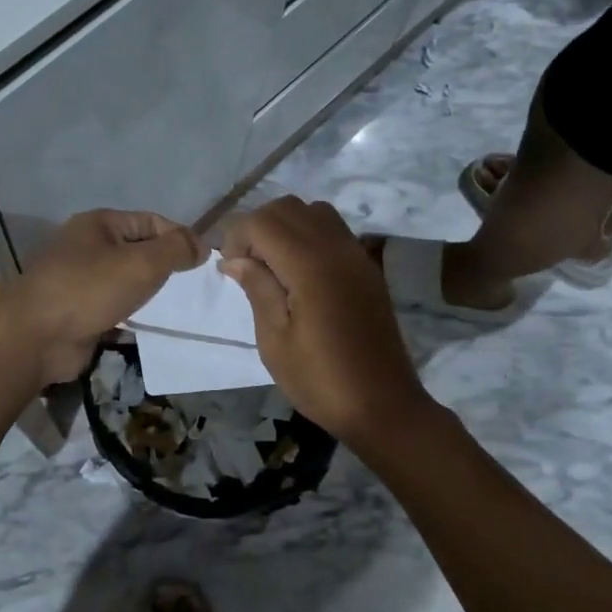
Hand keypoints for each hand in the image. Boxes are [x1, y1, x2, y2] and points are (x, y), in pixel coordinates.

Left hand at [11, 210, 207, 383]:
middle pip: (137, 251)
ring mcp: (79, 282)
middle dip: (164, 267)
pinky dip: (131, 316)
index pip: (150, 221)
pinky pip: (113, 309)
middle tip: (193, 288)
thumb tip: (201, 244)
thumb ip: (176, 250)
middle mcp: (86, 248)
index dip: (179, 237)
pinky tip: (150, 328)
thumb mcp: (142, 263)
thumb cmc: (89, 289)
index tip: (204, 261)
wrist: (35, 338)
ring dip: (148, 294)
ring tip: (177, 308)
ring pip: (125, 282)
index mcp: (98, 224)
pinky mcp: (77, 313)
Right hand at [218, 196, 430, 444]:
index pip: (262, 221)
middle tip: (246, 266)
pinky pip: (334, 231)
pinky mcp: (368, 268)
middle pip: (287, 207)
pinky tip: (300, 275)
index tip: (229, 270)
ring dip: (285, 227)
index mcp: (309, 265)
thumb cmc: (319, 379)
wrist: (382, 405)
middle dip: (258, 227)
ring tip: (273, 267)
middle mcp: (336, 248)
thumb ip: (257, 289)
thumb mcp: (275, 340)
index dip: (236, 237)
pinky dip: (309, 236)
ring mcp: (357, 255)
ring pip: (313, 212)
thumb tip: (234, 259)